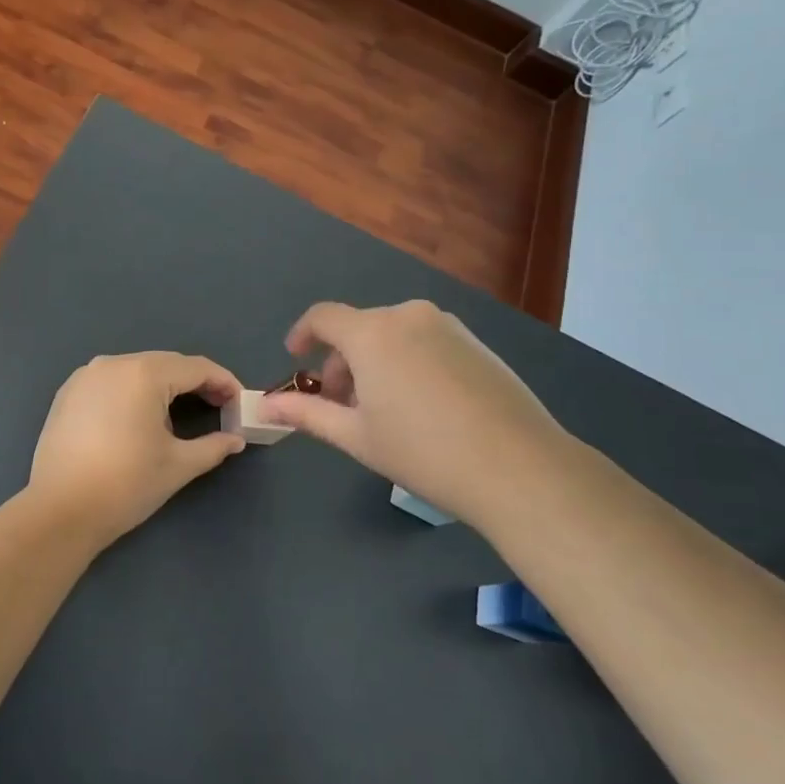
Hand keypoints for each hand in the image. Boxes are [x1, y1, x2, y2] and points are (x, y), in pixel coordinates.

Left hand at [26, 352, 245, 546]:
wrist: (60, 511)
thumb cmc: (126, 484)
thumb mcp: (178, 465)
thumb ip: (213, 446)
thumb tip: (235, 440)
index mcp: (143, 373)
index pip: (195, 367)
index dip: (223, 382)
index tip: (239, 403)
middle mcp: (113, 363)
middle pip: (166, 364)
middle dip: (195, 382)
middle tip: (218, 407)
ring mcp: (85, 376)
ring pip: (137, 370)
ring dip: (163, 386)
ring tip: (181, 415)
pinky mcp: (67, 393)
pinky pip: (111, 381)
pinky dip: (133, 392)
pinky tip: (139, 418)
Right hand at [256, 300, 567, 524]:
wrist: (520, 467)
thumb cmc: (423, 451)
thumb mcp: (356, 436)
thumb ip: (307, 413)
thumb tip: (265, 406)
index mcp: (372, 333)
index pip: (323, 317)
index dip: (302, 335)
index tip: (295, 360)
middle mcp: (408, 316)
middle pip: (359, 328)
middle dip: (341, 363)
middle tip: (342, 406)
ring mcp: (448, 326)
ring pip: (393, 335)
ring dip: (375, 363)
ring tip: (383, 411)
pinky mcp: (477, 343)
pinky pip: (425, 342)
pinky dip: (407, 363)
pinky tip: (422, 407)